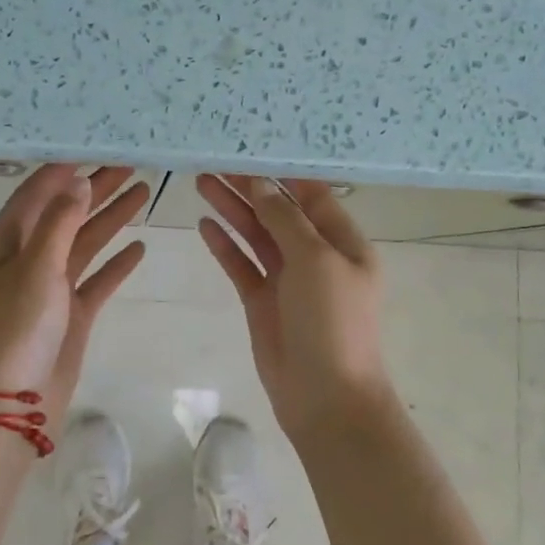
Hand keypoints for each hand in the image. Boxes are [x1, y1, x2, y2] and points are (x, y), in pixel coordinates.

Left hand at [0, 165, 148, 438]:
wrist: (11, 404)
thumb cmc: (15, 329)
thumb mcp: (36, 268)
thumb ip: (60, 223)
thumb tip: (78, 182)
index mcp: (4, 244)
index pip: (35, 194)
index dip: (64, 170)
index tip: (95, 147)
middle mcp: (25, 260)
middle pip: (65, 214)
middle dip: (95, 189)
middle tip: (131, 164)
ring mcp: (49, 289)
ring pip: (84, 244)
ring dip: (110, 219)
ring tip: (143, 191)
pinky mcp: (70, 315)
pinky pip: (96, 281)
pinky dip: (116, 264)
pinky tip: (139, 248)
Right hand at [196, 175, 391, 440]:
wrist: (326, 397)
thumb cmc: (332, 322)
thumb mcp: (315, 261)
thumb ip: (285, 220)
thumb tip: (261, 185)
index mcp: (343, 243)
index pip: (312, 195)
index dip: (283, 172)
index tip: (251, 147)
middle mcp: (316, 256)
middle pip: (278, 212)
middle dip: (249, 187)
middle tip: (214, 161)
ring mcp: (287, 280)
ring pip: (256, 235)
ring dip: (232, 210)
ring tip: (201, 181)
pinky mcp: (262, 302)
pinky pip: (241, 265)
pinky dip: (224, 245)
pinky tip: (203, 225)